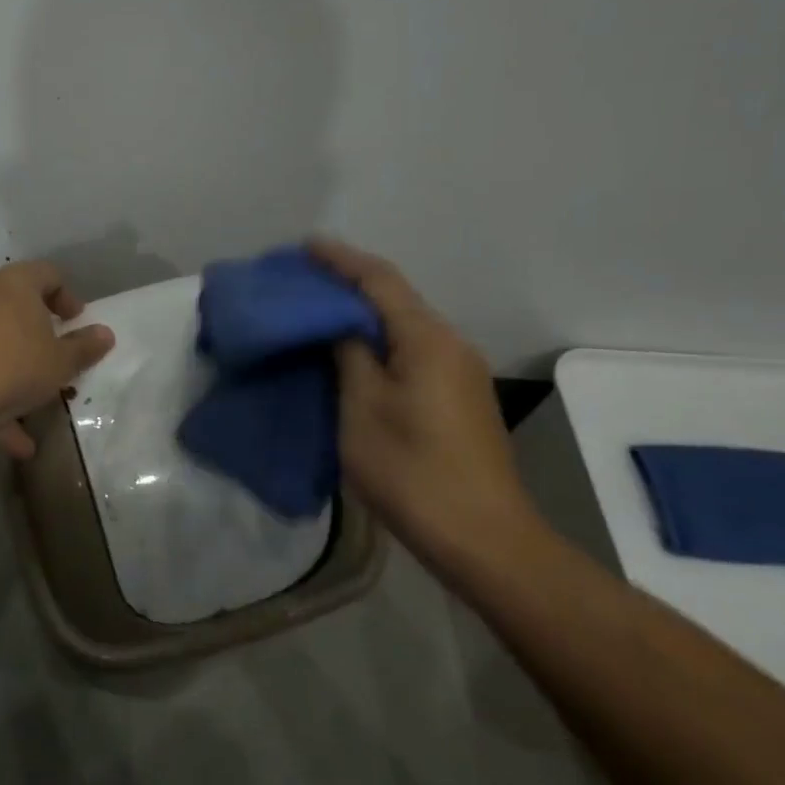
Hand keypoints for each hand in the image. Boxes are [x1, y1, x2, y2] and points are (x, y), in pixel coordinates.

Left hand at [0, 260, 115, 458]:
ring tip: (39, 406)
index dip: (67, 296)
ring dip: (19, 372)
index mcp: (15, 284)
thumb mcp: (61, 361)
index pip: (47, 273)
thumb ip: (85, 347)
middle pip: (17, 305)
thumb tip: (105, 334)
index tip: (77, 322)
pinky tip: (17, 442)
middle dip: (40, 333)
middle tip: (58, 355)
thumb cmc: (14, 365)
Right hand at [309, 238, 544, 573]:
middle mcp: (449, 344)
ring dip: (361, 313)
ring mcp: (458, 372)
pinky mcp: (457, 398)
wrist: (483, 539)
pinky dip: (376, 341)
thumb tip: (339, 324)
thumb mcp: (363, 407)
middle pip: (394, 298)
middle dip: (348, 283)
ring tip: (316, 313)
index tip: (303, 246)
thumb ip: (348, 354)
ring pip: (402, 326)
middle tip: (301, 281)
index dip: (340, 259)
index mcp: (427, 338)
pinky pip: (410, 350)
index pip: (378, 279)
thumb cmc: (412, 470)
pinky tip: (350, 353)